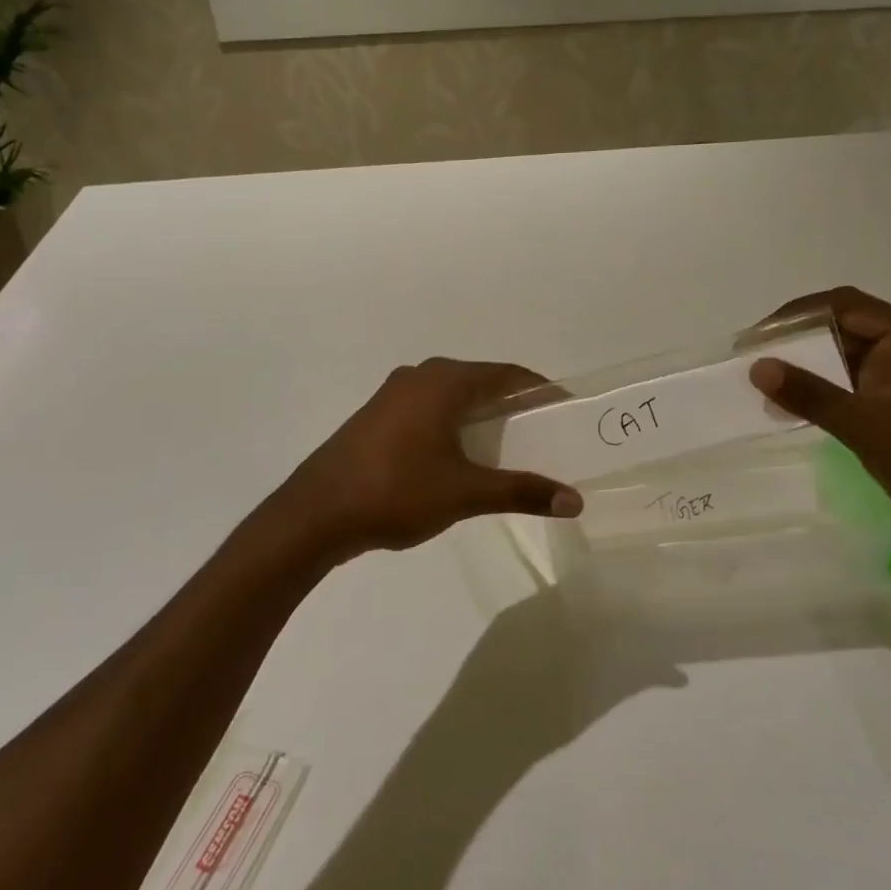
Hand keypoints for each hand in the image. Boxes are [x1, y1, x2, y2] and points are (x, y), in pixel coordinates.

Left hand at [279, 358, 582, 559]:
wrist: (316, 513)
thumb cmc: (397, 491)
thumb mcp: (465, 493)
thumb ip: (522, 492)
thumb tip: (575, 501)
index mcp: (443, 381)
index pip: (508, 375)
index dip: (541, 391)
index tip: (567, 411)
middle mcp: (419, 377)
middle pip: (480, 383)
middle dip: (513, 406)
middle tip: (544, 434)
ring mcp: (392, 396)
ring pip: (452, 398)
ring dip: (482, 418)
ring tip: (510, 448)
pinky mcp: (376, 418)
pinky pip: (429, 411)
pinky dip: (454, 426)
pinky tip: (461, 457)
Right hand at [746, 286, 890, 560]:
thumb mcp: (863, 425)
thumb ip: (809, 393)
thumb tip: (757, 367)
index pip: (844, 305)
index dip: (796, 315)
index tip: (756, 338)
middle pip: (845, 328)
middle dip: (797, 341)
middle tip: (752, 360)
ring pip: (846, 360)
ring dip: (807, 369)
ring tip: (765, 386)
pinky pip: (854, 389)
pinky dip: (823, 393)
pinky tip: (793, 410)